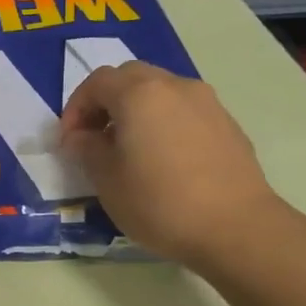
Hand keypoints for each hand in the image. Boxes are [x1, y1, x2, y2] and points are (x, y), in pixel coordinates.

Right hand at [59, 63, 272, 268]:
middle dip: (106, 102)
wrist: (236, 227)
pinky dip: (165, 123)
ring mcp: (207, 102)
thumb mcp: (107, 180)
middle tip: (96, 137)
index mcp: (139, 94)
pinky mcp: (227, 124)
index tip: (69, 140)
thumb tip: (81, 137)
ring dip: (137, 111)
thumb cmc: (160, 202)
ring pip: (161, 91)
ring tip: (130, 149)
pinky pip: (185, 111)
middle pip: (130, 77)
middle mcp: (174, 86)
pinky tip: (165, 160)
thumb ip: (87, 149)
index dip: (76, 107)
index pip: (97, 82)